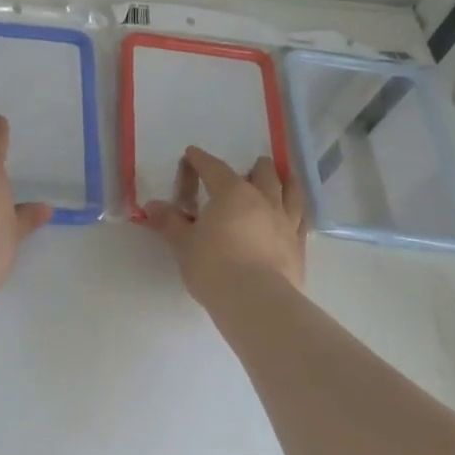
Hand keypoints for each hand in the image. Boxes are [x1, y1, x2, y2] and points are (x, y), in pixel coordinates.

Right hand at [145, 147, 306, 305]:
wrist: (256, 301)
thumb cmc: (213, 266)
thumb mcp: (183, 244)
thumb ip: (170, 222)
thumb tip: (152, 206)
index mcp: (231, 194)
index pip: (214, 169)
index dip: (201, 160)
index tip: (193, 153)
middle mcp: (263, 200)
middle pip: (263, 174)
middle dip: (255, 167)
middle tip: (251, 167)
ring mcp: (285, 222)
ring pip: (290, 192)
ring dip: (286, 181)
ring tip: (286, 176)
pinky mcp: (299, 246)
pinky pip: (302, 221)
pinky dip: (299, 212)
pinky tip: (298, 214)